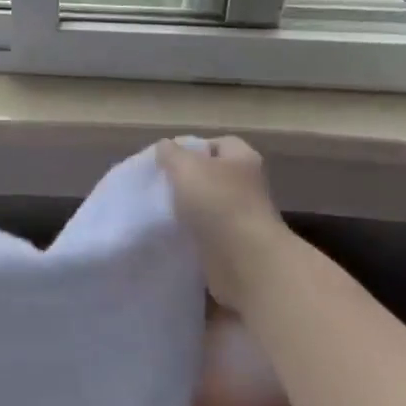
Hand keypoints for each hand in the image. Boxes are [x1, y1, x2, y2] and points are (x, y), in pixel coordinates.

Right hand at [156, 136, 289, 312]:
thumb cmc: (218, 204)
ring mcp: (242, 217)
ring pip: (208, 206)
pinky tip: (171, 236)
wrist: (244, 262)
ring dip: (186, 210)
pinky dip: (191, 234)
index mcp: (242, 159)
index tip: (165, 161)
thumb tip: (165, 147)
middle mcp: (246, 185)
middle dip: (185, 181)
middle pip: (211, 175)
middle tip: (158, 187)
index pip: (217, 143)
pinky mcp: (234, 245)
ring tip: (159, 212)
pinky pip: (207, 233)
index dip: (191, 148)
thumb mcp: (186, 168)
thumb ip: (172, 154)